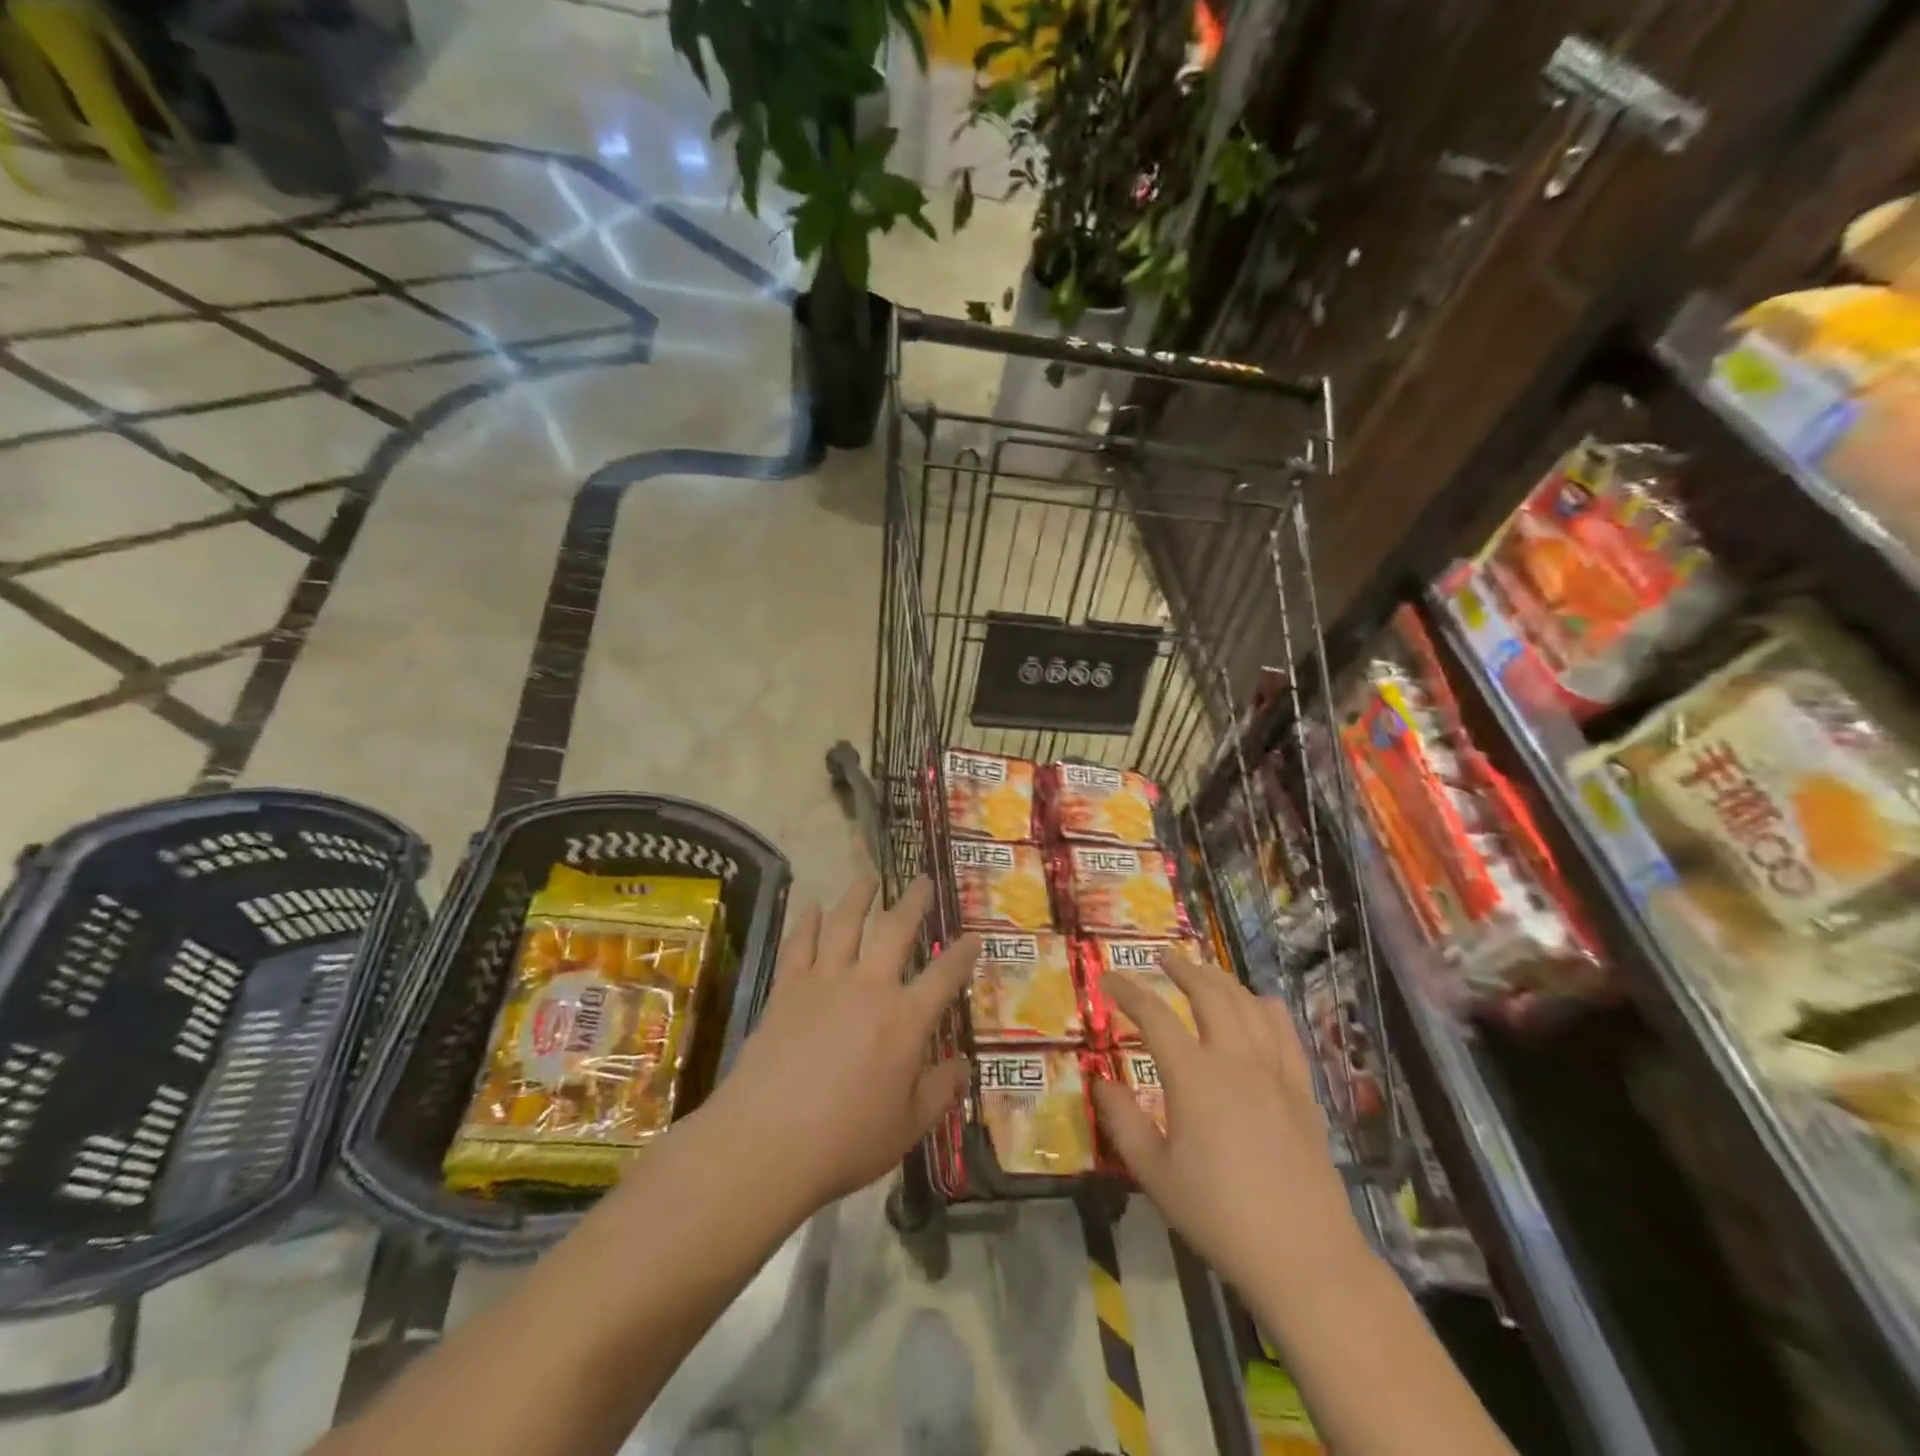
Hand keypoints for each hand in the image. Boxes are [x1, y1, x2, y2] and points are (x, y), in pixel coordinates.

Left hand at [700, 875, 976, 1215]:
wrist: (764, 1144)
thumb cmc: (844, 1142)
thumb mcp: (907, 1128)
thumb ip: (939, 1092)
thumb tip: (964, 1067)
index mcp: (905, 1020)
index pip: (944, 975)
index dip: (963, 953)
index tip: (974, 935)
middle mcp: (868, 987)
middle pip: (895, 930)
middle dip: (913, 902)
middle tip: (921, 880)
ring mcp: (823, 982)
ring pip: (844, 924)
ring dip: (859, 897)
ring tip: (868, 878)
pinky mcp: (786, 990)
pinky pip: (799, 944)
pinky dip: (805, 921)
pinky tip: (810, 906)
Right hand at [1091, 951, 1371, 1304]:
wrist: (1305, 1257)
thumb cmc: (1220, 1216)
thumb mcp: (1155, 1175)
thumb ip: (1124, 1122)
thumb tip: (1101, 1081)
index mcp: (1194, 1076)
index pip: (1154, 1016)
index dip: (1127, 992)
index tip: (1107, 979)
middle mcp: (1236, 1060)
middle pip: (1209, 994)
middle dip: (1183, 969)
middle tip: (1162, 957)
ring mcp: (1275, 1072)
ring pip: (1249, 1005)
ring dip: (1223, 980)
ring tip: (1205, 971)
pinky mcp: (1303, 1092)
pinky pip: (1287, 1034)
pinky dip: (1268, 1009)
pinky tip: (1262, 1004)